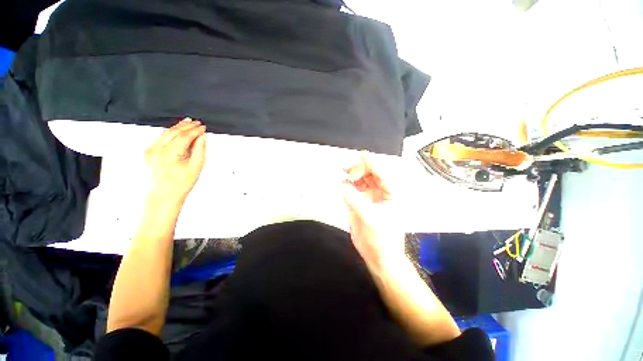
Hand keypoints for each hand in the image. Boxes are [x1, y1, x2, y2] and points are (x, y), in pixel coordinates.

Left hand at [144, 118, 206, 201]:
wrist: (166, 193)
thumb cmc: (181, 183)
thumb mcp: (197, 166)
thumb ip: (200, 148)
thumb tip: (202, 137)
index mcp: (169, 154)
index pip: (184, 136)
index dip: (195, 130)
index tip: (203, 127)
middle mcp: (157, 150)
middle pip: (173, 132)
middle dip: (187, 126)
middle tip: (197, 123)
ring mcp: (151, 150)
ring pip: (166, 132)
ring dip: (179, 127)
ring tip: (189, 123)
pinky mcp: (149, 151)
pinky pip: (161, 137)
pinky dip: (171, 132)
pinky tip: (178, 130)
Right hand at [342, 156, 405, 270]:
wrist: (378, 255)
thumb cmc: (382, 238)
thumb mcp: (370, 218)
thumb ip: (355, 200)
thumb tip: (342, 185)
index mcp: (390, 193)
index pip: (382, 173)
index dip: (372, 163)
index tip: (362, 155)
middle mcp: (380, 192)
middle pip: (370, 173)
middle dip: (359, 168)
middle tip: (348, 169)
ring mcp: (368, 197)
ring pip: (360, 180)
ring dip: (352, 174)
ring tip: (342, 170)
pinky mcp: (359, 202)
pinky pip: (352, 189)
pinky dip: (346, 185)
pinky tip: (341, 183)